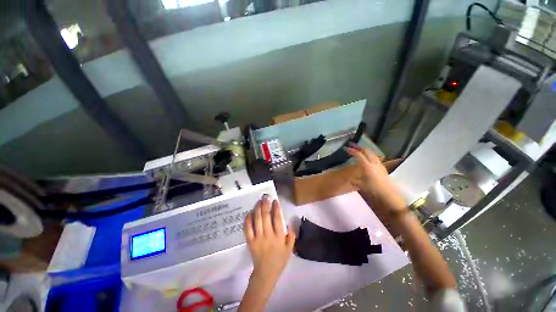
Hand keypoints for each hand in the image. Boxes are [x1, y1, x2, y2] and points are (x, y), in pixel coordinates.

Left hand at [244, 195, 295, 286]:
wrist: (266, 273)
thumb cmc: (279, 260)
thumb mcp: (290, 249)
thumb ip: (292, 236)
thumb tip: (291, 223)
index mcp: (279, 237)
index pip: (278, 219)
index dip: (276, 208)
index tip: (275, 200)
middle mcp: (268, 235)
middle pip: (266, 217)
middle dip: (265, 204)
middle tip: (265, 196)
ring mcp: (258, 238)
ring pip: (257, 220)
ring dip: (257, 209)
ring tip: (258, 201)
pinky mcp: (250, 241)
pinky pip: (248, 229)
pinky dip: (248, 220)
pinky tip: (249, 212)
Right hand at [346, 146, 406, 217]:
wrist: (389, 194)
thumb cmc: (374, 189)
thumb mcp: (361, 185)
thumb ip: (355, 181)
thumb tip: (351, 180)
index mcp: (367, 166)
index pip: (358, 155)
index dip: (352, 151)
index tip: (346, 148)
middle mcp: (373, 163)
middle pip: (366, 151)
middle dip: (359, 147)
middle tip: (353, 145)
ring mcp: (379, 164)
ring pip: (372, 153)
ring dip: (365, 150)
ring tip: (360, 150)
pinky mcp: (383, 168)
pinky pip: (376, 158)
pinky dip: (370, 155)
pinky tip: (369, 158)